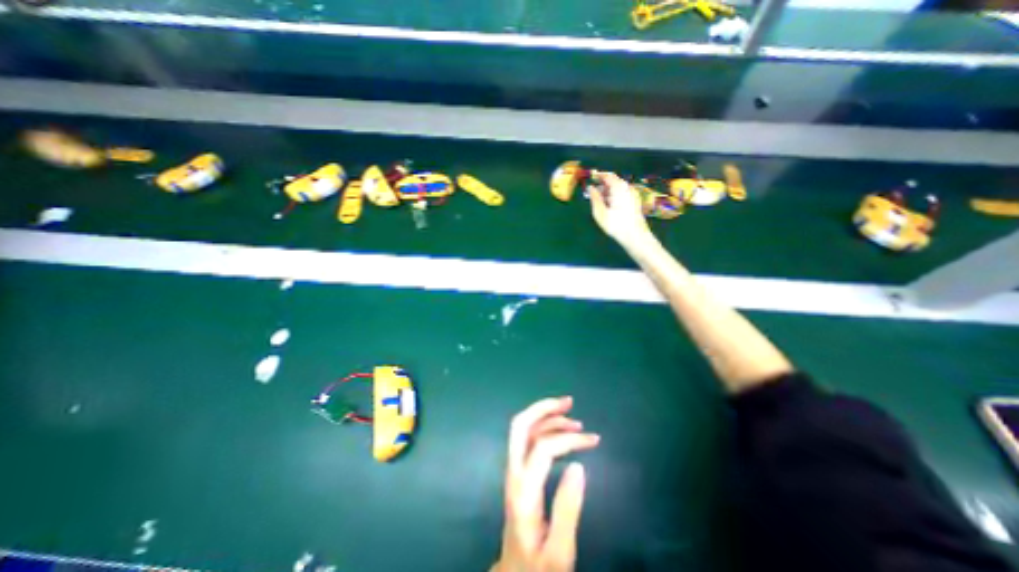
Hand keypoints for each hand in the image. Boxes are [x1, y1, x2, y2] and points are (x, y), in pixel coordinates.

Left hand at [496, 397, 598, 571]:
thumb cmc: (538, 566)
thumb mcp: (560, 551)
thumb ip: (568, 508)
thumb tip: (578, 466)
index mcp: (523, 490)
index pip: (543, 448)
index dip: (568, 439)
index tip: (592, 440)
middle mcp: (514, 472)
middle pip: (520, 425)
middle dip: (543, 408)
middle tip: (568, 402)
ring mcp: (513, 469)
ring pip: (524, 429)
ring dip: (546, 416)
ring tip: (573, 417)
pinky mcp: (518, 471)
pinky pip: (528, 439)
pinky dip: (544, 426)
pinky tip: (561, 430)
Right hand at [589, 171, 651, 247]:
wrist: (636, 236)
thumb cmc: (616, 225)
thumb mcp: (600, 212)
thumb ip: (595, 198)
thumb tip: (591, 187)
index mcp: (619, 188)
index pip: (608, 176)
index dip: (598, 176)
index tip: (590, 181)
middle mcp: (627, 188)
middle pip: (613, 181)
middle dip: (602, 186)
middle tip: (593, 195)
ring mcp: (632, 194)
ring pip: (618, 188)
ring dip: (608, 192)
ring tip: (600, 203)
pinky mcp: (635, 201)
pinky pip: (622, 194)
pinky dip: (614, 196)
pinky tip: (610, 207)